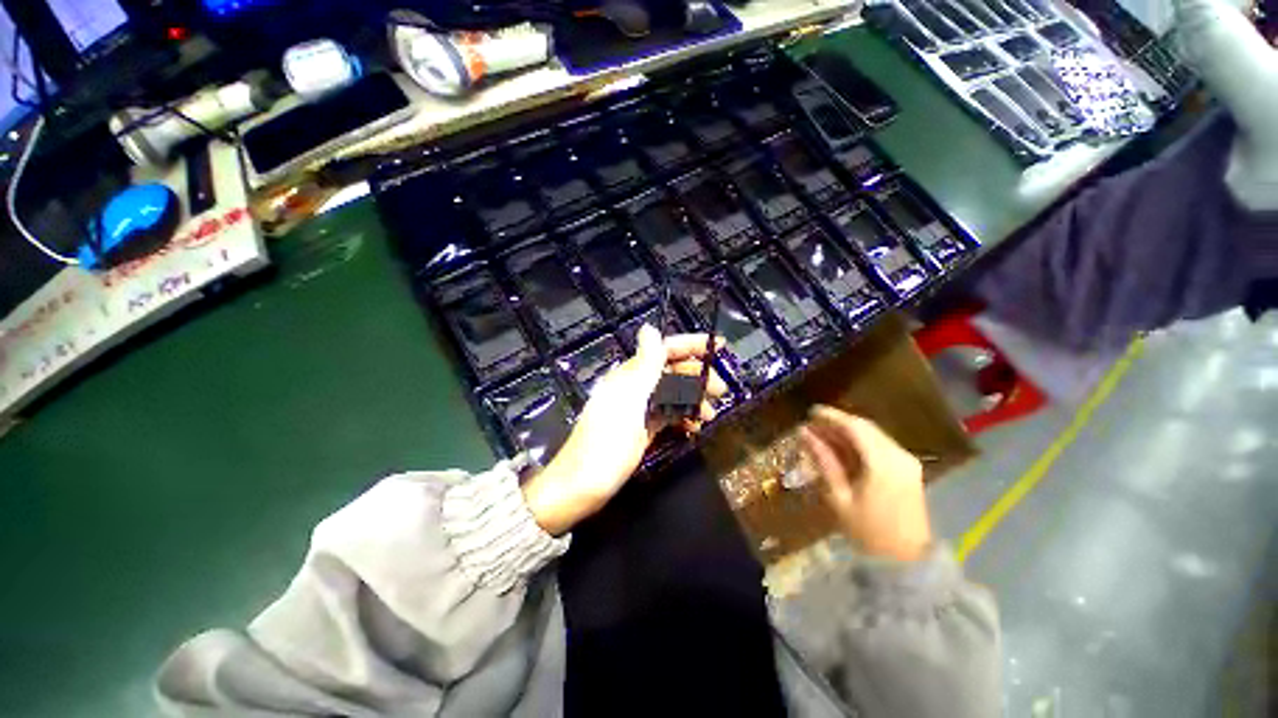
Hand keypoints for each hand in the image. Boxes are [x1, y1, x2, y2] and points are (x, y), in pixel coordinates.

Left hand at [522, 325, 726, 535]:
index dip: (691, 345)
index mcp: (630, 376)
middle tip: (721, 390)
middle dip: (697, 376)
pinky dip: (682, 418)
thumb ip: (644, 365)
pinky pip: (667, 416)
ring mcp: (638, 410)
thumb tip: (649, 327)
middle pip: (671, 372)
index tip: (719, 346)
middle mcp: (635, 388)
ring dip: (693, 400)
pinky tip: (694, 428)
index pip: (664, 350)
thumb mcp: (628, 401)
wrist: (582, 486)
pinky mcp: (641, 429)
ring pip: (672, 395)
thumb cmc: (606, 442)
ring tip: (710, 415)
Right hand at [799, 406, 931, 561]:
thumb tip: (805, 433)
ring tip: (823, 435)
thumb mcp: (839, 496)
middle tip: (813, 425)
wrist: (906, 562)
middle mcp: (899, 456)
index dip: (830, 416)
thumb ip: (824, 460)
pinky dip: (860, 442)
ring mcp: (907, 462)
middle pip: (865, 427)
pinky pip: (881, 445)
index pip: (854, 427)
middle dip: (838, 423)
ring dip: (848, 432)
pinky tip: (843, 448)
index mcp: (883, 463)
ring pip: (874, 434)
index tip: (809, 412)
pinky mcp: (909, 469)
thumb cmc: (867, 531)